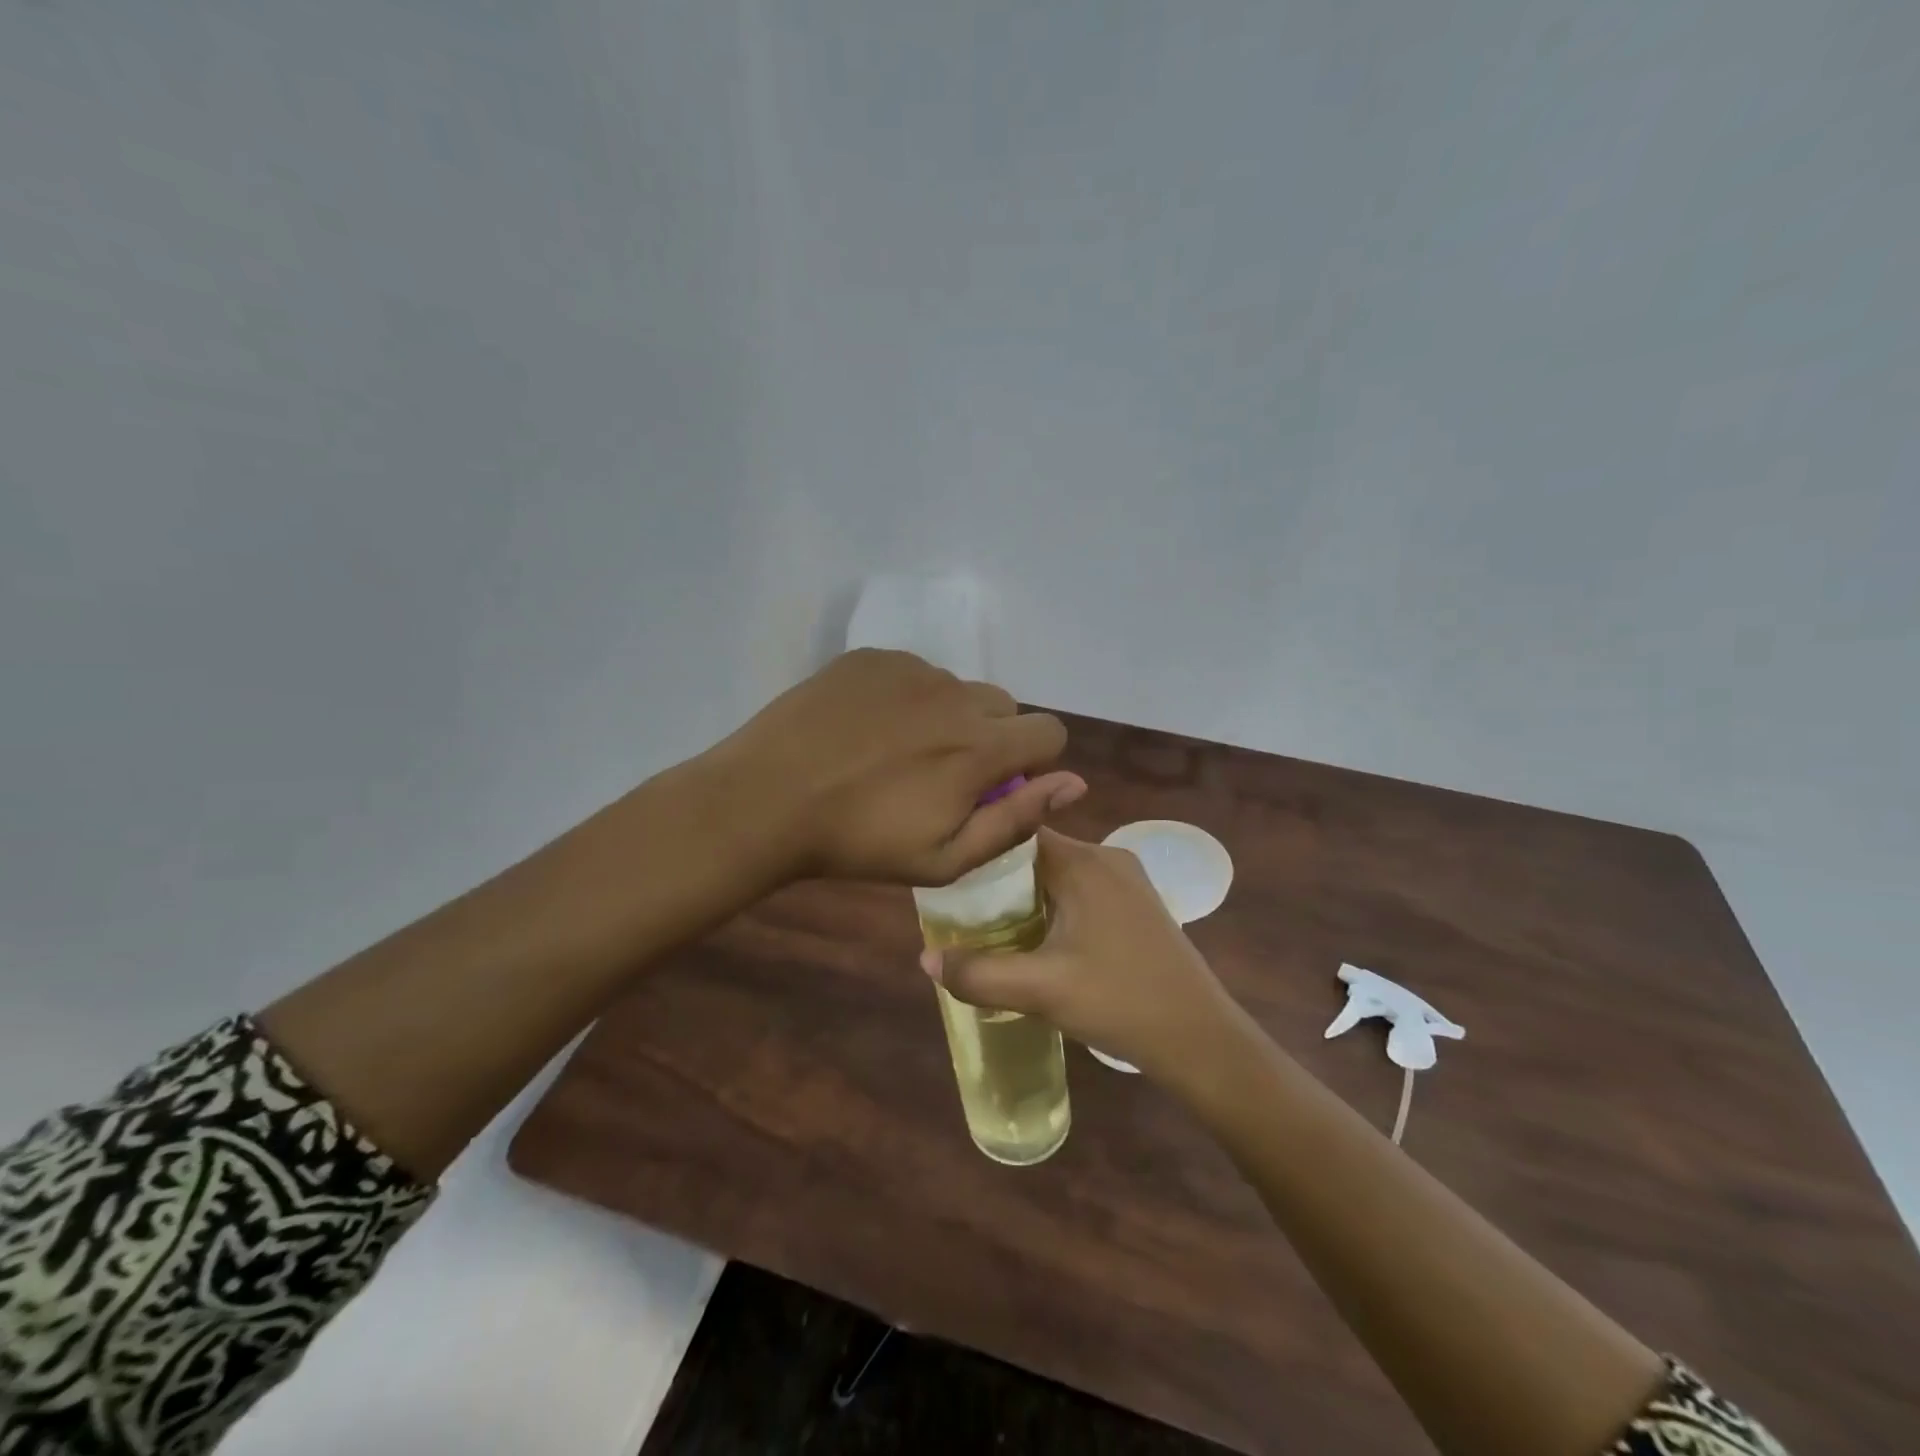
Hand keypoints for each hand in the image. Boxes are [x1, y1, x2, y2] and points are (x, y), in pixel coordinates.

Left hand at [717, 649, 1086, 884]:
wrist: (768, 799)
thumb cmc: (859, 842)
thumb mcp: (945, 857)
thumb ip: (1017, 819)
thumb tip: (1074, 784)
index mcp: (981, 746)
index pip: (1050, 732)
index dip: (1034, 761)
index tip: (997, 785)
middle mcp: (956, 695)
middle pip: (1004, 707)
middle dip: (991, 738)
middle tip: (942, 773)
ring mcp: (911, 669)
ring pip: (957, 689)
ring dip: (947, 716)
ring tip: (897, 752)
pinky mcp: (872, 658)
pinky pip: (913, 672)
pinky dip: (906, 697)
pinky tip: (867, 728)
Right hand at [922, 828, 1248, 1084]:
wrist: (1200, 1039)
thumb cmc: (1120, 1001)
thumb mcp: (1041, 990)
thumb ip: (978, 973)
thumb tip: (924, 957)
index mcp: (1084, 862)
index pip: (1018, 834)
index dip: (981, 853)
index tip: (950, 880)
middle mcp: (1107, 858)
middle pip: (1036, 855)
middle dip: (999, 882)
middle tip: (963, 914)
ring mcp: (1127, 881)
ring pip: (1059, 875)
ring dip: (1027, 898)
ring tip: (992, 931)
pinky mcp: (1137, 905)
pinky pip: (1081, 892)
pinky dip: (1054, 908)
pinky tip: (1039, 942)